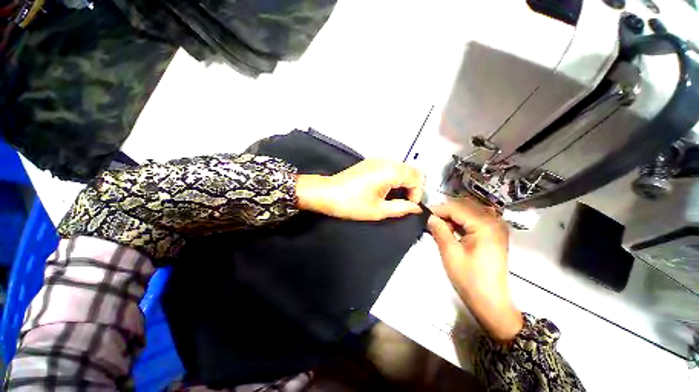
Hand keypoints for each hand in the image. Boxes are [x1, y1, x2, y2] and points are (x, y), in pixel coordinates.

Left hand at [295, 159, 423, 220]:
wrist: (326, 193)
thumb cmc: (350, 203)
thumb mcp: (378, 210)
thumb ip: (401, 208)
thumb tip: (415, 208)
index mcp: (390, 172)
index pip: (417, 178)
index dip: (418, 193)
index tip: (410, 205)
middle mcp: (386, 161)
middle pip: (412, 170)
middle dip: (413, 186)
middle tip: (406, 202)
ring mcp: (377, 160)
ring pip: (401, 167)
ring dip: (404, 181)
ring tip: (396, 197)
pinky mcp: (370, 162)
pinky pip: (390, 166)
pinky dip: (394, 177)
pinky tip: (386, 188)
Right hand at [427, 199, 522, 341]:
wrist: (491, 302)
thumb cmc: (470, 279)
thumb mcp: (450, 253)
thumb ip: (439, 230)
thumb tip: (430, 217)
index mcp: (485, 225)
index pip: (456, 208)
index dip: (438, 209)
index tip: (423, 213)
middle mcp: (494, 222)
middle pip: (464, 206)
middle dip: (445, 211)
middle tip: (430, 220)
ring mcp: (496, 228)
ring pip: (469, 212)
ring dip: (453, 216)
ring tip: (439, 226)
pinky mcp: (494, 235)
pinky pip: (475, 220)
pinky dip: (461, 221)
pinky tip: (452, 230)